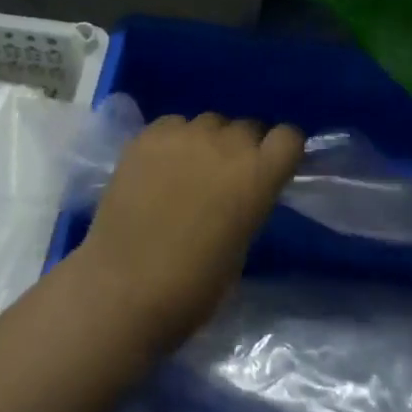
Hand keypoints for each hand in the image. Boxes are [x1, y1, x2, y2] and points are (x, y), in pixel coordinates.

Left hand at [73, 113, 303, 352]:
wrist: (123, 289)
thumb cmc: (192, 287)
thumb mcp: (240, 245)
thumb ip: (248, 203)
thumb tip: (241, 190)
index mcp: (257, 174)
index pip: (288, 137)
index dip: (281, 151)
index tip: (272, 167)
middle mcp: (226, 143)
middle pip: (247, 127)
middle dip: (242, 148)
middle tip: (224, 178)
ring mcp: (184, 134)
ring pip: (208, 123)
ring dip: (207, 143)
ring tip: (187, 172)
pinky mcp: (148, 135)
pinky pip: (172, 125)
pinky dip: (172, 142)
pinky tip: (158, 169)